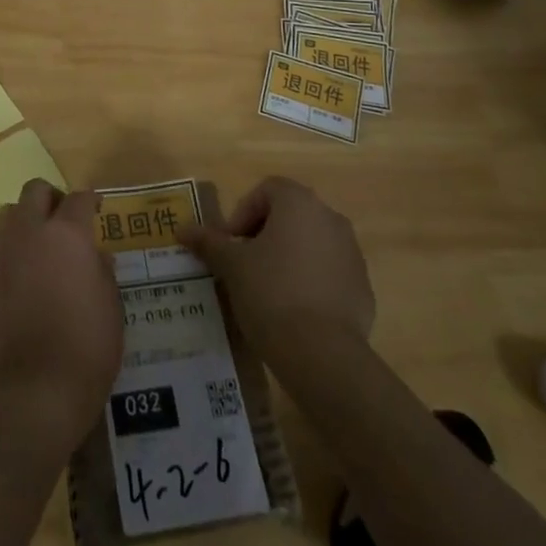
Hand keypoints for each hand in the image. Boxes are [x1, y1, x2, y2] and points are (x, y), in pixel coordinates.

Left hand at [0, 181, 122, 451]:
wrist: (38, 386)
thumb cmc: (88, 344)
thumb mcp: (112, 304)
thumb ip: (102, 269)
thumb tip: (95, 256)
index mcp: (67, 233)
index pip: (79, 199)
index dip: (91, 201)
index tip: (97, 208)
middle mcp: (31, 232)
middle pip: (35, 190)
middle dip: (52, 198)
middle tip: (65, 219)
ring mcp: (3, 252)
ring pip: (9, 212)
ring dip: (26, 219)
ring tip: (40, 244)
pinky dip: (12, 250)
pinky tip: (24, 274)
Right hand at [177, 176, 374, 370]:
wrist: (323, 355)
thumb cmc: (271, 293)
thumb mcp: (231, 266)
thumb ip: (209, 242)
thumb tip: (183, 229)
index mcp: (300, 203)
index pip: (267, 190)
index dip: (243, 212)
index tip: (230, 243)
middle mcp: (331, 219)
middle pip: (291, 215)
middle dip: (264, 234)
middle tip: (243, 264)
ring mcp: (352, 254)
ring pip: (311, 244)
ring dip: (288, 257)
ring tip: (266, 290)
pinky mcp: (362, 288)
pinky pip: (329, 274)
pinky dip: (310, 282)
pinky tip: (293, 312)